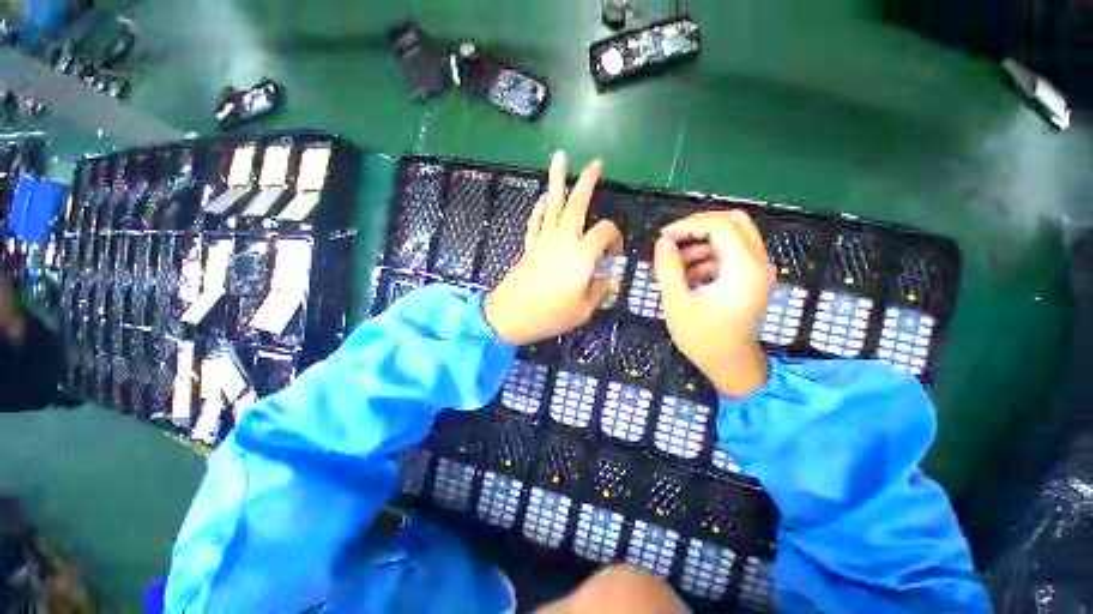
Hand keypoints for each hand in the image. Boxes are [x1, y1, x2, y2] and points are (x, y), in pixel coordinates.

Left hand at [485, 151, 622, 345]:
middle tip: (596, 163)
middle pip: (576, 204)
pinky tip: (542, 198)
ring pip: (552, 204)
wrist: (510, 315)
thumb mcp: (583, 310)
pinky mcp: (530, 245)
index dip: (615, 238)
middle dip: (587, 182)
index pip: (605, 232)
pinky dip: (539, 207)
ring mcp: (543, 240)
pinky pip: (535, 220)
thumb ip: (599, 291)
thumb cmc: (549, 315)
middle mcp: (563, 240)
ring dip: (557, 180)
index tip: (614, 254)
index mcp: (581, 255)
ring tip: (559, 157)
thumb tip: (609, 280)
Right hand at [654, 210, 772, 397]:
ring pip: (731, 237)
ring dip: (700, 244)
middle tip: (672, 239)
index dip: (689, 225)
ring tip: (674, 265)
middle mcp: (758, 263)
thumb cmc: (703, 338)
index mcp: (743, 268)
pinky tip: (686, 277)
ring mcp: (757, 270)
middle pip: (733, 222)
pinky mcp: (750, 279)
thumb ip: (668, 268)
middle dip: (698, 226)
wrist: (731, 366)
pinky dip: (707, 257)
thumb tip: (663, 242)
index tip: (663, 237)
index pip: (721, 225)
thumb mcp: (677, 303)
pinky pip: (729, 255)